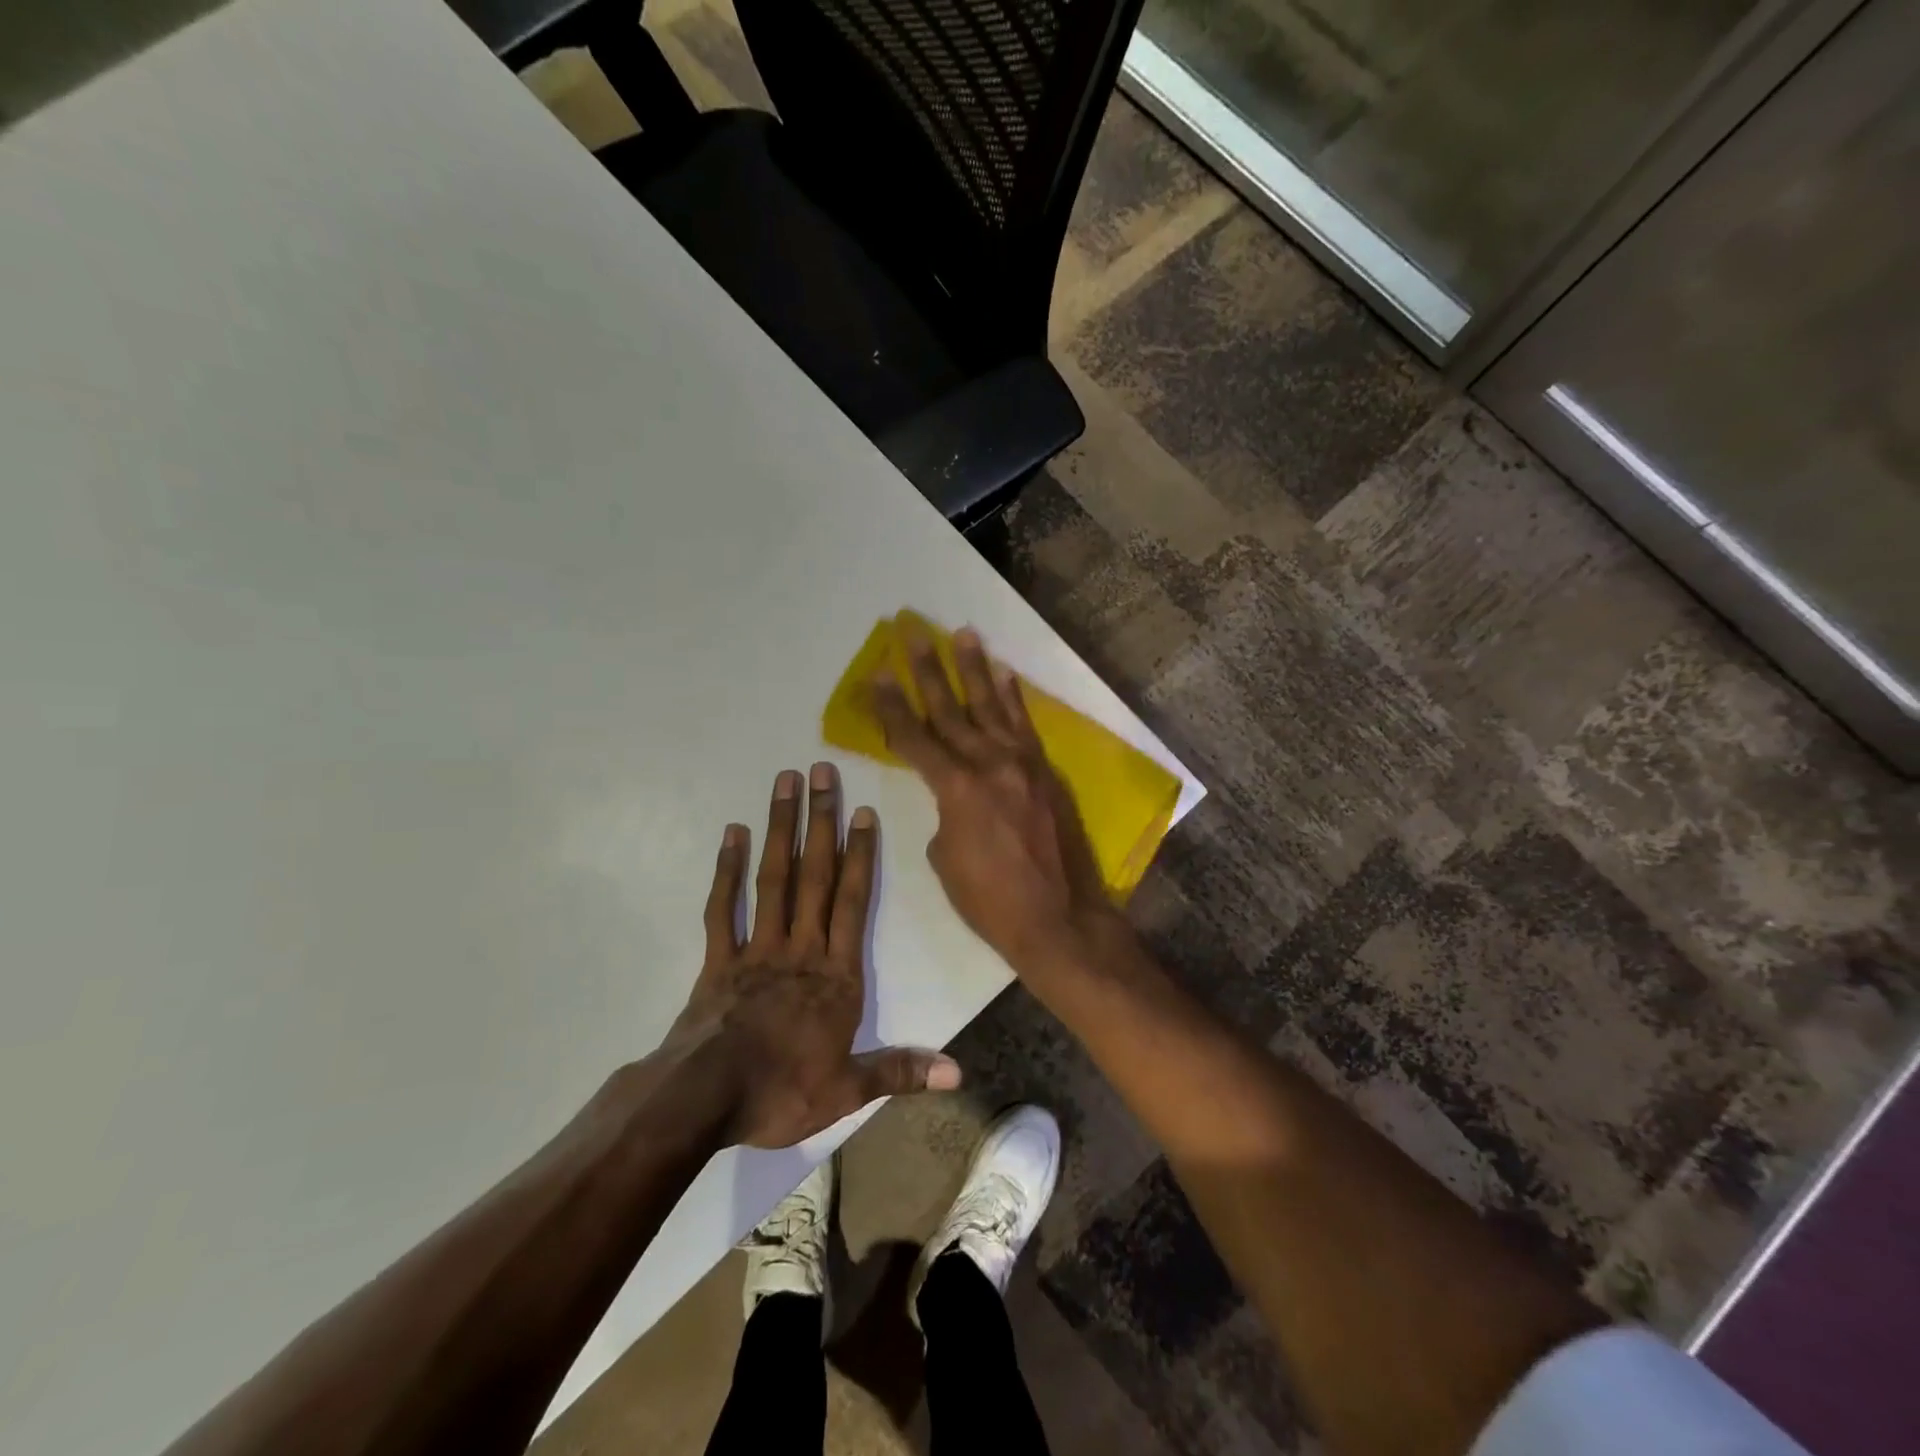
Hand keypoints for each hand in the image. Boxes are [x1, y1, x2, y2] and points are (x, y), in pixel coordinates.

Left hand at [665, 765, 960, 1148]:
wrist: (704, 1100)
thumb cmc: (781, 1091)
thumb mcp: (848, 1090)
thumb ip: (900, 1072)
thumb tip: (957, 1073)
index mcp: (835, 974)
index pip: (851, 901)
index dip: (859, 854)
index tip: (861, 810)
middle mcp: (800, 947)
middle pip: (814, 875)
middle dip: (820, 821)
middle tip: (821, 771)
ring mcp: (757, 948)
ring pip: (773, 879)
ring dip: (781, 829)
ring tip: (784, 783)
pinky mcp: (718, 959)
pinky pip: (723, 907)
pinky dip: (727, 870)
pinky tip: (734, 834)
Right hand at [870, 625, 1119, 970]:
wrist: (1058, 917)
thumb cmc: (990, 899)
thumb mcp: (945, 859)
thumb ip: (944, 815)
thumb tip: (954, 799)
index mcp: (956, 788)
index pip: (914, 737)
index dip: (891, 705)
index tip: (876, 674)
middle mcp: (989, 763)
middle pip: (950, 709)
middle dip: (927, 669)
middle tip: (913, 632)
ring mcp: (1022, 764)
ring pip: (991, 706)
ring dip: (974, 668)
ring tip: (962, 633)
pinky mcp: (1044, 772)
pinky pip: (1024, 726)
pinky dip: (1013, 698)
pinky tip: (1005, 674)